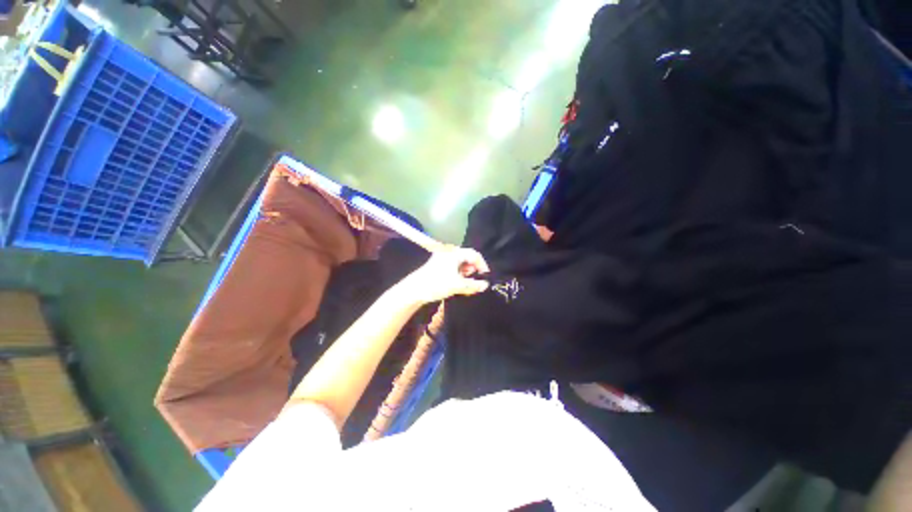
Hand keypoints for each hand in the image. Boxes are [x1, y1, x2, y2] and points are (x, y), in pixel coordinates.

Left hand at [396, 245, 490, 304]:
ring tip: (466, 283)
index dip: (482, 265)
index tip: (485, 276)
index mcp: (454, 253)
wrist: (414, 290)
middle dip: (473, 269)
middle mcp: (448, 253)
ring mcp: (442, 259)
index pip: (474, 254)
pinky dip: (458, 274)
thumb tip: (485, 285)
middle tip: (475, 280)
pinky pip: (453, 267)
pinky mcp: (437, 265)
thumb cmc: (435, 284)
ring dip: (466, 272)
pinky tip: (457, 283)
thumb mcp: (457, 285)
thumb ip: (473, 285)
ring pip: (460, 263)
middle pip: (467, 258)